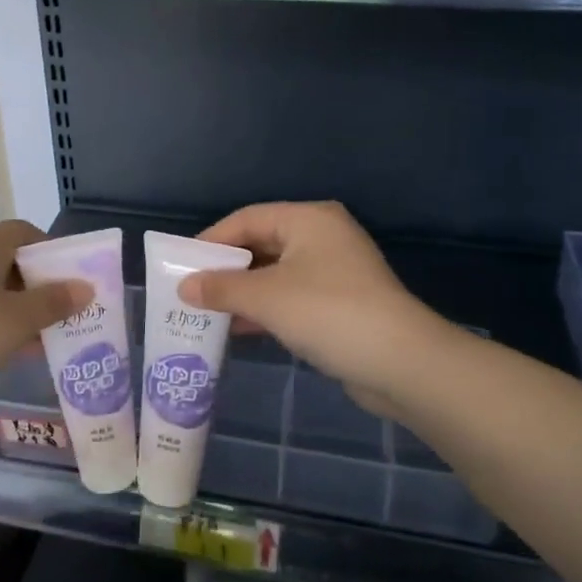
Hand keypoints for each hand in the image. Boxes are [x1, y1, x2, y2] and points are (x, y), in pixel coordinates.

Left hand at [0, 221, 87, 425]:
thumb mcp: (15, 322)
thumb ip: (53, 302)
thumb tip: (85, 286)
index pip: (25, 231)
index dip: (53, 251)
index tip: (74, 281)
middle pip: (10, 259)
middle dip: (40, 285)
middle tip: (65, 314)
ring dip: (20, 308)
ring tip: (44, 339)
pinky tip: (8, 352)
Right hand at [178, 202, 438, 410]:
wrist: (401, 363)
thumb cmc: (328, 312)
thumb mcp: (266, 297)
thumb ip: (221, 288)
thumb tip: (184, 287)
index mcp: (308, 219)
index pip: (247, 219)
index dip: (211, 240)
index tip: (180, 264)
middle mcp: (322, 236)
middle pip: (261, 244)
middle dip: (225, 269)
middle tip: (190, 289)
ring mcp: (334, 271)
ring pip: (275, 274)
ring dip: (242, 292)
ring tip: (206, 312)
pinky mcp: (340, 302)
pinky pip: (291, 297)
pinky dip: (265, 309)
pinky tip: (239, 328)